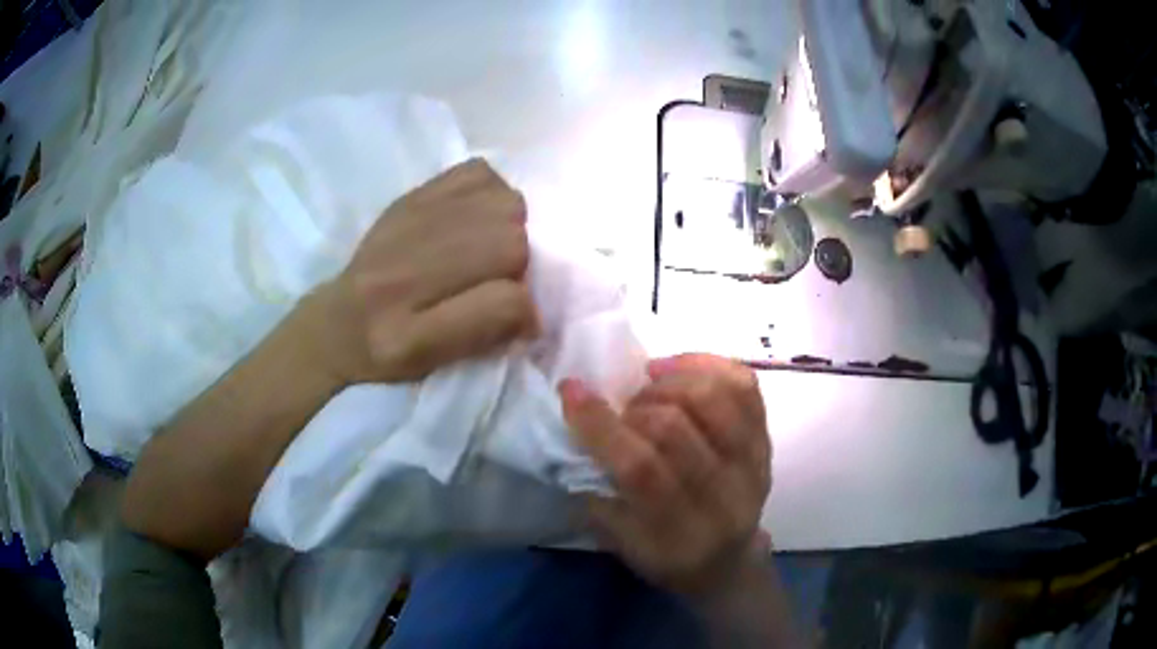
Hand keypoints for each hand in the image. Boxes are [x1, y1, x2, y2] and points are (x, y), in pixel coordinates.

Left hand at [310, 158, 539, 383]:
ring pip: (503, 206)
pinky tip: (476, 215)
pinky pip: (477, 173)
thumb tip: (533, 307)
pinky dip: (490, 192)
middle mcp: (403, 274)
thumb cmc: (388, 353)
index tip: (519, 319)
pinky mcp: (409, 197)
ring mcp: (406, 223)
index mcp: (409, 334)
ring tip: (489, 246)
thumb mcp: (432, 365)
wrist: (337, 321)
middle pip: (510, 244)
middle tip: (501, 278)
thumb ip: (485, 335)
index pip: (503, 303)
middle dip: (520, 265)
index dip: (525, 311)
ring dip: (510, 228)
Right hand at [560, 354, 770, 594]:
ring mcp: (753, 464)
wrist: (728, 561)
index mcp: (678, 532)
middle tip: (624, 412)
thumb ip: (598, 490)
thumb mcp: (620, 542)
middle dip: (636, 407)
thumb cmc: (665, 555)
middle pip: (676, 427)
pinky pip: (744, 385)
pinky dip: (706, 364)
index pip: (640, 469)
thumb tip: (578, 428)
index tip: (572, 391)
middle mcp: (723, 496)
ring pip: (714, 397)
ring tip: (651, 389)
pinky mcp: (767, 440)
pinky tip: (677, 370)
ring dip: (669, 382)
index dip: (601, 425)